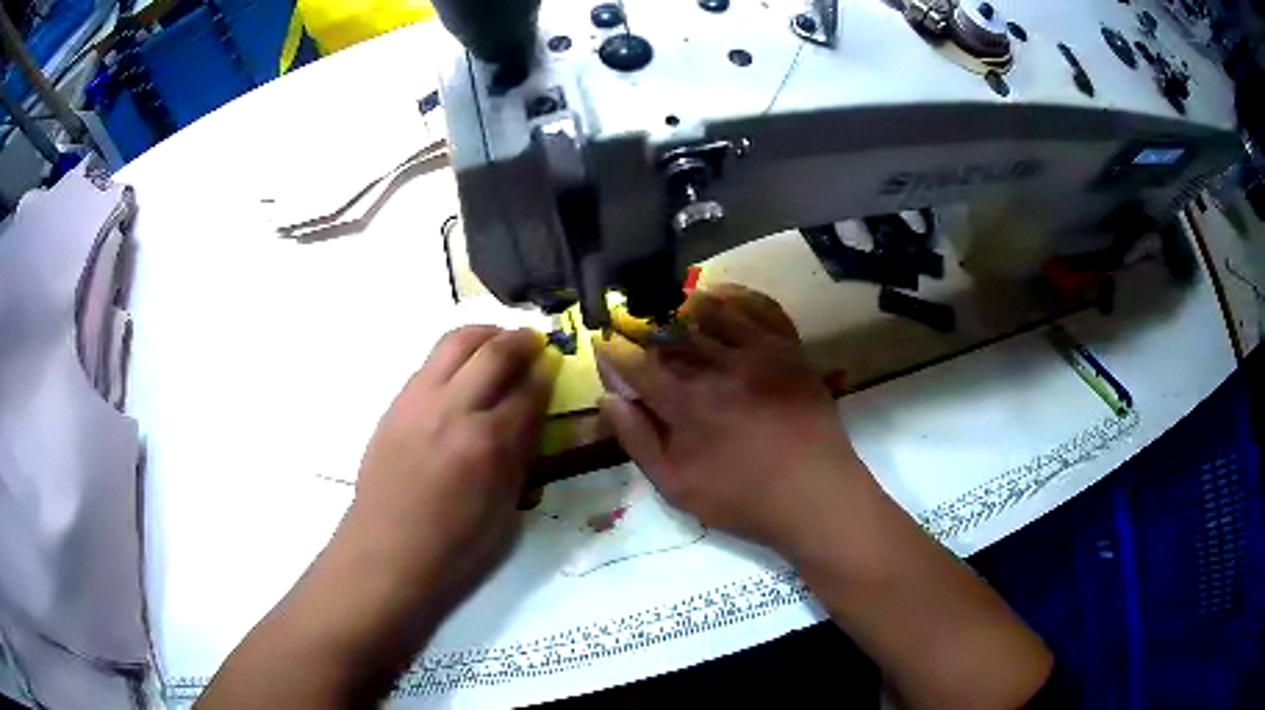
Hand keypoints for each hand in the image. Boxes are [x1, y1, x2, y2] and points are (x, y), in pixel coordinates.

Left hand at [343, 325, 556, 601]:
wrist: (387, 550)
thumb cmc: (454, 546)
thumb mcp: (505, 510)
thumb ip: (520, 456)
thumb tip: (531, 417)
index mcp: (488, 444)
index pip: (528, 391)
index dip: (547, 374)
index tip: (555, 365)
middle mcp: (453, 410)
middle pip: (494, 351)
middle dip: (521, 341)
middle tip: (534, 342)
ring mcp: (419, 401)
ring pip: (455, 342)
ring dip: (484, 334)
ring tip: (498, 342)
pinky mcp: (396, 403)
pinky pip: (431, 362)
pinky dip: (455, 355)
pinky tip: (462, 372)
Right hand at [597, 284, 876, 551]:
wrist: (815, 494)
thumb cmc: (743, 499)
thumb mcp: (677, 487)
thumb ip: (639, 442)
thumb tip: (610, 400)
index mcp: (687, 404)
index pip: (638, 366)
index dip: (615, 352)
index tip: (604, 344)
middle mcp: (720, 368)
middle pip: (671, 334)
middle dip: (645, 327)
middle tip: (633, 324)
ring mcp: (759, 353)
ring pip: (712, 313)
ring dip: (684, 306)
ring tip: (672, 306)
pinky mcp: (789, 350)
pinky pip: (760, 309)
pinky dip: (737, 297)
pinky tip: (723, 298)